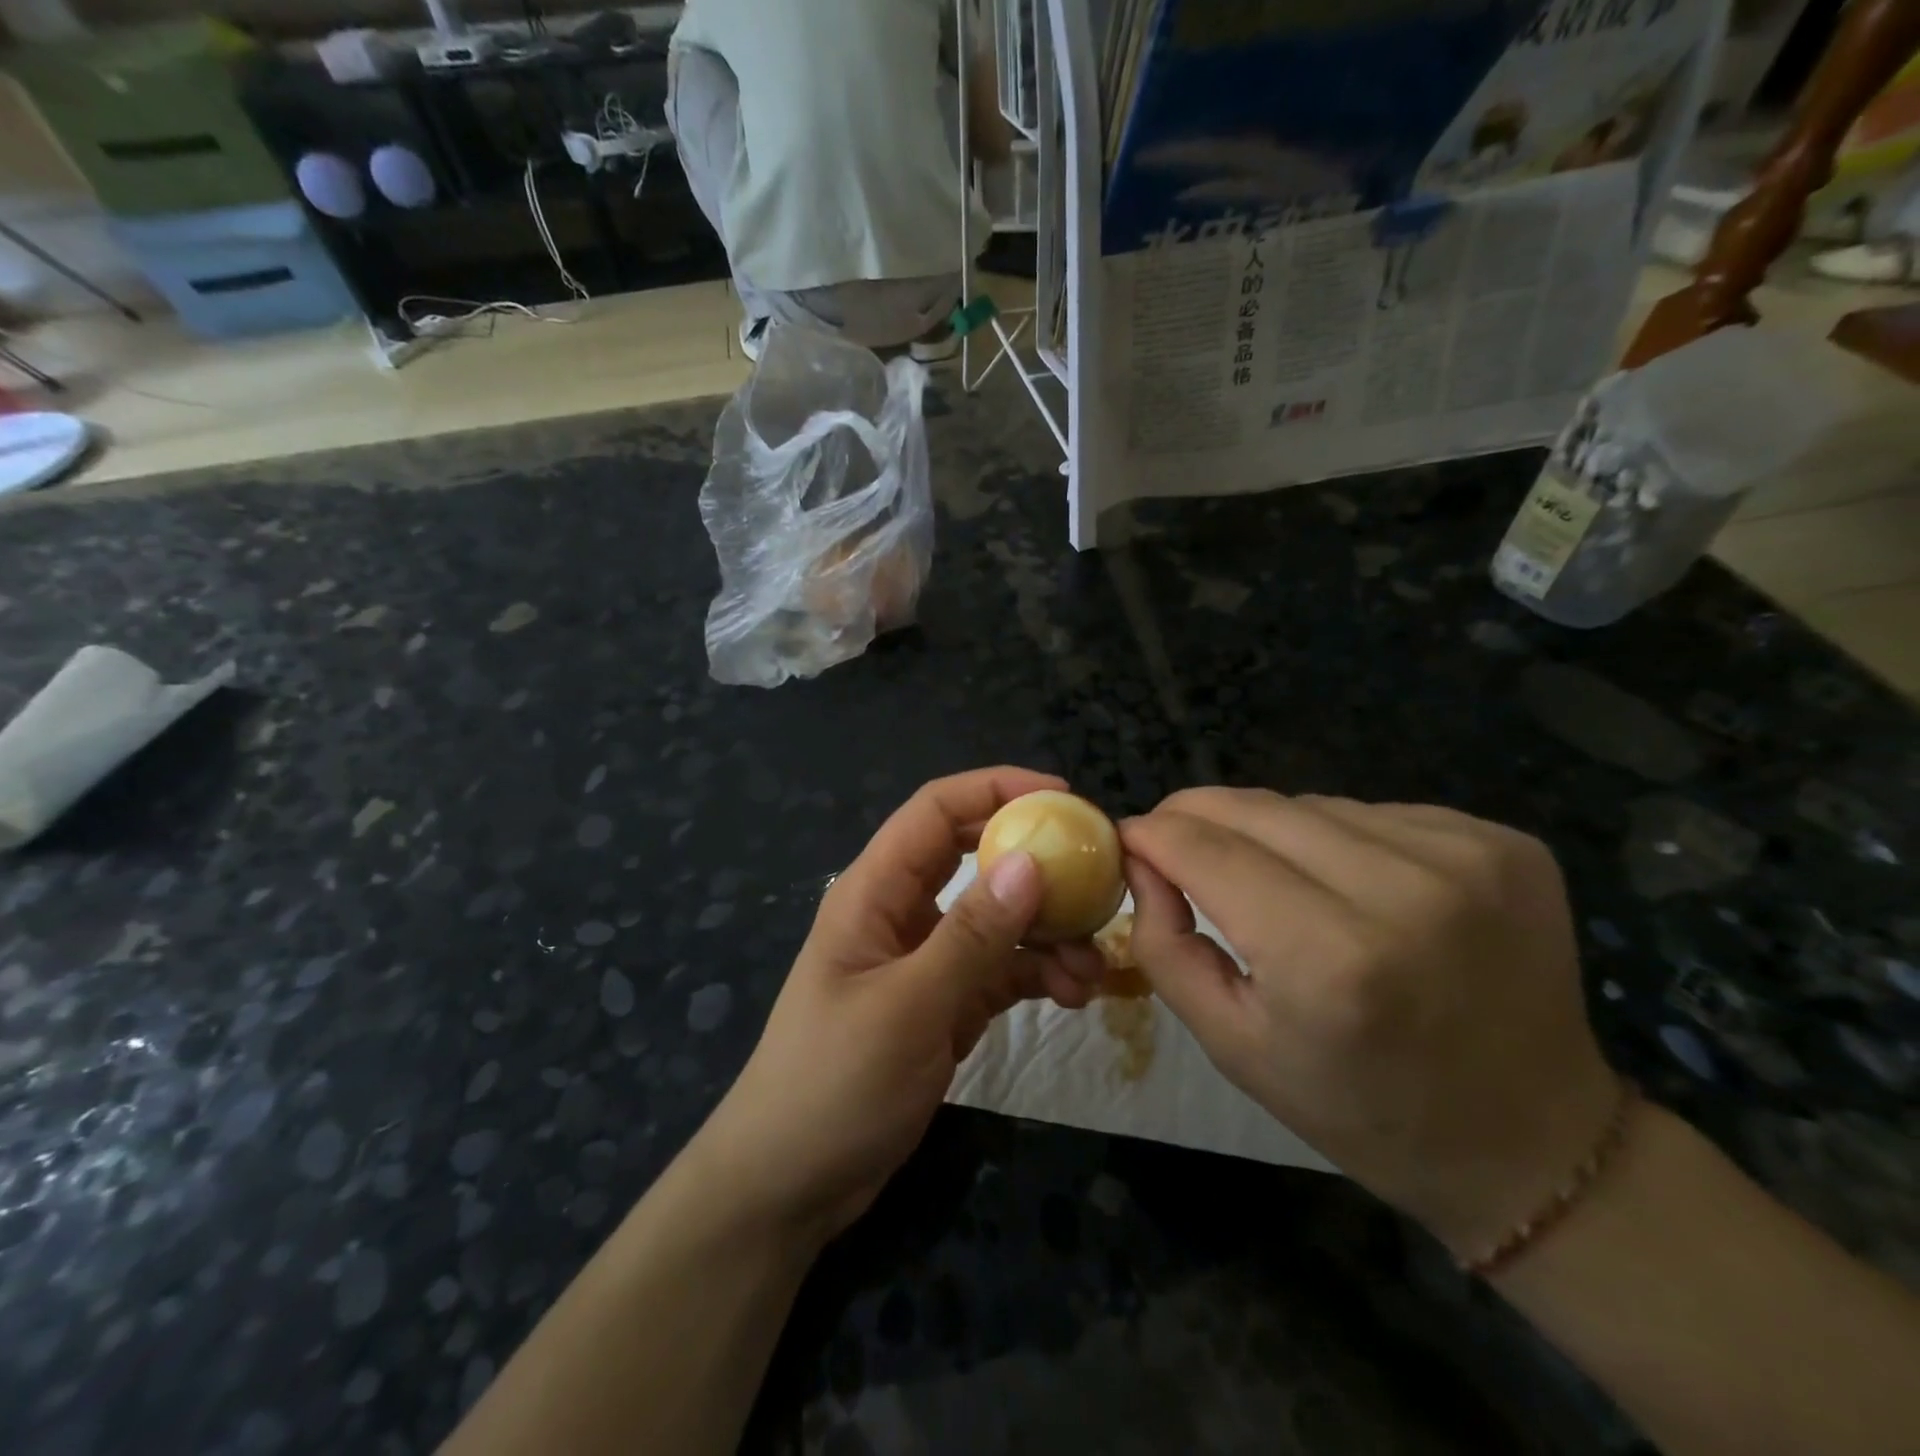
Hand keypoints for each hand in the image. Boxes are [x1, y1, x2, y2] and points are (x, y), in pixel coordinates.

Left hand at [690, 768, 1105, 1243]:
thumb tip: (1030, 861)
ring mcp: (926, 958)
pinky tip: (1074, 995)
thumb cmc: (833, 1085)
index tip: (1063, 799)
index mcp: (875, 891)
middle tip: (1097, 874)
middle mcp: (902, 912)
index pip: (936, 811)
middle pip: (975, 857)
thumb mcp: (907, 1007)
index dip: (996, 789)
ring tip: (1093, 965)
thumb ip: (971, 935)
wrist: (791, 1185)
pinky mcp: (945, 1002)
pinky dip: (1038, 974)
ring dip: (1048, 932)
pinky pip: (1001, 969)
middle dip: (1036, 861)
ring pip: (998, 918)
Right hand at [1122, 789, 1618, 1257]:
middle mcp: (1405, 891)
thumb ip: (1163, 944)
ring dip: (1269, 831)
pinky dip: (1337, 839)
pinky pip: (1372, 813)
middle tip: (1174, 844)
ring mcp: (1466, 856)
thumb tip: (1142, 859)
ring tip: (1272, 879)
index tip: (1127, 838)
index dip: (1152, 834)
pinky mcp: (1503, 842)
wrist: (1532, 1142)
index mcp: (1331, 960)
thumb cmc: (1359, 1108)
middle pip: (1254, 808)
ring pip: (1310, 804)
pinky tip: (1350, 887)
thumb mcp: (1231, 1044)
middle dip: (1196, 816)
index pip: (1205, 851)